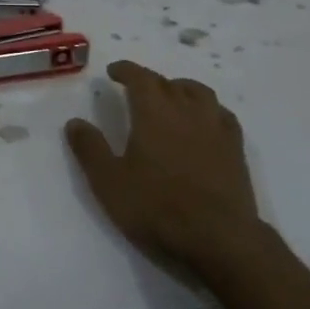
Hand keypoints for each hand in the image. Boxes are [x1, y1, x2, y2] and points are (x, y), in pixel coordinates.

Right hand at [65, 61, 262, 275]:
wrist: (219, 238)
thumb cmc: (157, 208)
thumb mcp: (110, 183)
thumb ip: (90, 149)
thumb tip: (74, 122)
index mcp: (154, 112)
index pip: (140, 77)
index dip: (126, 70)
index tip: (114, 71)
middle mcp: (186, 110)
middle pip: (167, 83)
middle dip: (149, 81)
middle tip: (136, 88)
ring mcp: (215, 127)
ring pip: (198, 92)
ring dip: (180, 88)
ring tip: (171, 96)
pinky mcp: (235, 147)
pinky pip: (222, 113)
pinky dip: (208, 109)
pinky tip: (204, 120)